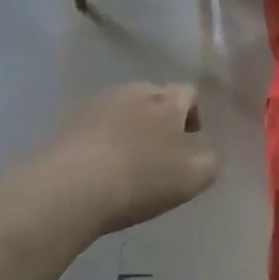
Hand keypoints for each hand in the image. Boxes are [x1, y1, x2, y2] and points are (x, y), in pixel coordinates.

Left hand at [43, 82, 218, 234]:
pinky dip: (103, 136)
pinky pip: (95, 123)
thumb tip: (206, 154)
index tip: (191, 138)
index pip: (188, 92)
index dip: (193, 113)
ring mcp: (98, 103)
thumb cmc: (142, 180)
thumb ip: (209, 162)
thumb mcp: (193, 178)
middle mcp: (134, 92)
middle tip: (161, 148)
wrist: (72, 187)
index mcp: (167, 102)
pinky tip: (100, 163)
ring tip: (128, 156)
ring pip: (123, 107)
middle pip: (154, 96)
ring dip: (130, 124)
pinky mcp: (69, 121)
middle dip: (161, 116)